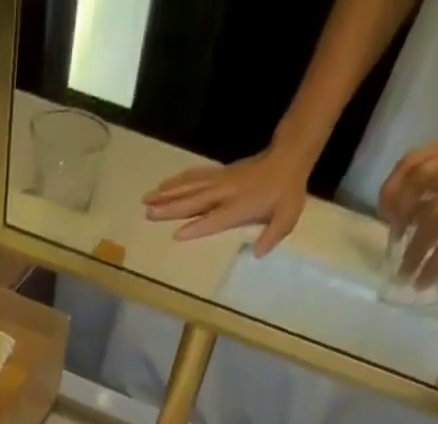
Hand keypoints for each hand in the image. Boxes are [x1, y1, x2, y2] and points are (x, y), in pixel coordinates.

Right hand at [143, 147, 314, 255]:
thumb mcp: (287, 217)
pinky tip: (164, 186)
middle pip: (195, 200)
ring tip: (147, 199)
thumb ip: (272, 235)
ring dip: (168, 193)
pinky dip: (178, 181)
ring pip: (190, 186)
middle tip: (149, 213)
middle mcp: (226, 192)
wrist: (290, 156)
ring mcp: (221, 180)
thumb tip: (258, 253)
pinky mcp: (219, 173)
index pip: (215, 218)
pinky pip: (195, 176)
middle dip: (171, 207)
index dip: (197, 226)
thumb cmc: (287, 192)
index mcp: (240, 206)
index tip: (177, 234)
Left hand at [378, 131, 437, 286]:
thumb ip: (437, 193)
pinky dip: (434, 264)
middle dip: (399, 218)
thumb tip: (400, 220)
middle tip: (394, 244)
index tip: (386, 216)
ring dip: (413, 252)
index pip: (413, 160)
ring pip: (432, 219)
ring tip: (404, 276)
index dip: (393, 189)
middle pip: (417, 185)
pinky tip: (424, 281)